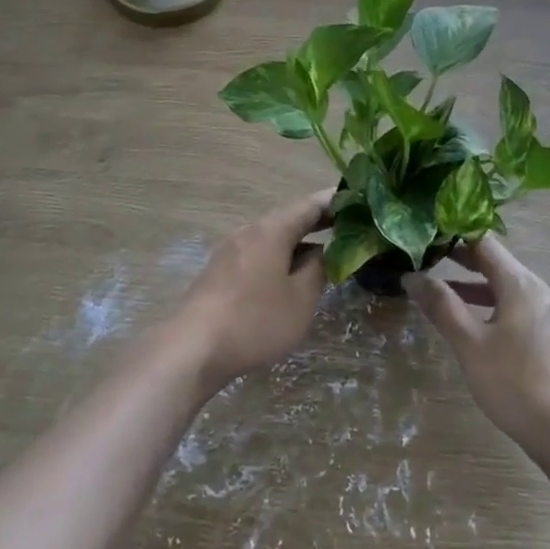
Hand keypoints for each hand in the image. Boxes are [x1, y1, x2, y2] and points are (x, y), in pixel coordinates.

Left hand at [174, 191, 332, 390]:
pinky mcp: (220, 271)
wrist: (193, 348)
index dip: (334, 200)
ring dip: (297, 241)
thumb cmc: (254, 320)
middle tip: (345, 224)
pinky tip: (287, 276)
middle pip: (288, 218)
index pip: (309, 204)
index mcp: (272, 230)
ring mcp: (231, 250)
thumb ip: (317, 270)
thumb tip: (323, 253)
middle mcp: (250, 231)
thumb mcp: (300, 300)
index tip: (356, 199)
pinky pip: (258, 253)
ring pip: (272, 237)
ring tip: (322, 253)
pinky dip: (279, 256)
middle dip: (316, 221)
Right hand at [406, 236, 549, 459]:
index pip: (484, 242)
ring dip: (475, 287)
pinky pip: (518, 308)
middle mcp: (539, 290)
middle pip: (496, 263)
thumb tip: (412, 276)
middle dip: (461, 261)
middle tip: (427, 259)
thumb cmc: (517, 385)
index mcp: (521, 283)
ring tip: (442, 294)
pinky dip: (493, 307)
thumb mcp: (471, 345)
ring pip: (507, 288)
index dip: (453, 236)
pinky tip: (476, 327)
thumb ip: (442, 307)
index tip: (426, 236)